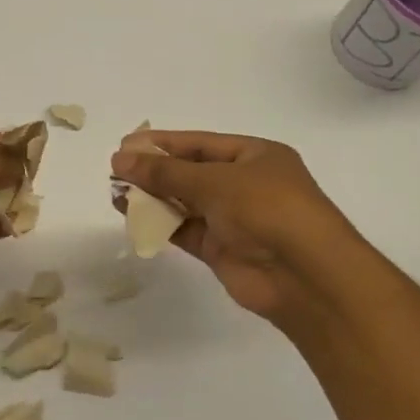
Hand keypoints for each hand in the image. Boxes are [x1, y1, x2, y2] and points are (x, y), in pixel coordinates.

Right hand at [110, 131, 363, 327]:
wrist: (304, 275)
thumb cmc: (267, 209)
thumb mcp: (215, 181)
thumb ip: (166, 173)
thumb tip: (121, 159)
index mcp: (255, 156)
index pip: (201, 144)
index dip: (164, 143)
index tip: (127, 144)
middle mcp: (245, 185)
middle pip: (191, 172)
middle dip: (155, 171)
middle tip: (115, 169)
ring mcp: (234, 219)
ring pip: (185, 203)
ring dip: (153, 197)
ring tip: (115, 192)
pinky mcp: (222, 249)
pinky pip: (185, 230)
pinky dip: (160, 223)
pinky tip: (131, 216)